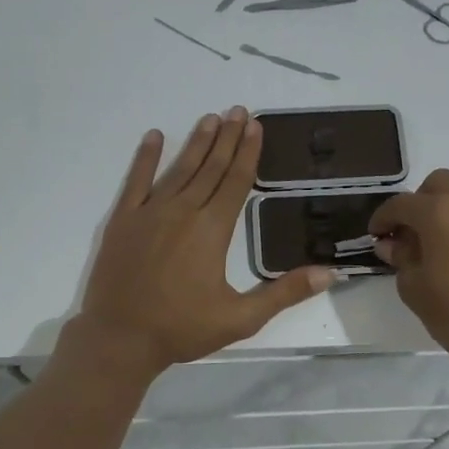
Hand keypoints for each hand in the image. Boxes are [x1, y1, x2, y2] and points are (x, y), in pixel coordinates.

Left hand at [75, 108, 333, 372]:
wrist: (119, 338)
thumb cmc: (182, 329)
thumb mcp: (241, 318)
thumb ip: (284, 293)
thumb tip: (328, 273)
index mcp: (212, 230)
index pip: (235, 182)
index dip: (248, 153)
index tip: (256, 126)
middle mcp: (182, 211)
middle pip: (210, 168)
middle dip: (227, 138)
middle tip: (238, 110)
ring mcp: (149, 213)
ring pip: (178, 169)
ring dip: (196, 142)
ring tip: (210, 118)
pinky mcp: (123, 221)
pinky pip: (135, 181)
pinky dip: (145, 158)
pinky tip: (154, 137)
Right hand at [369, 170, 448, 366]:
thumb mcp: (415, 291)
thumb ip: (402, 259)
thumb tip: (395, 244)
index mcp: (440, 212)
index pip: (401, 204)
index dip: (383, 218)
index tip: (377, 235)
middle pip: (439, 184)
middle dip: (421, 203)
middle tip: (414, 233)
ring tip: (448, 239)